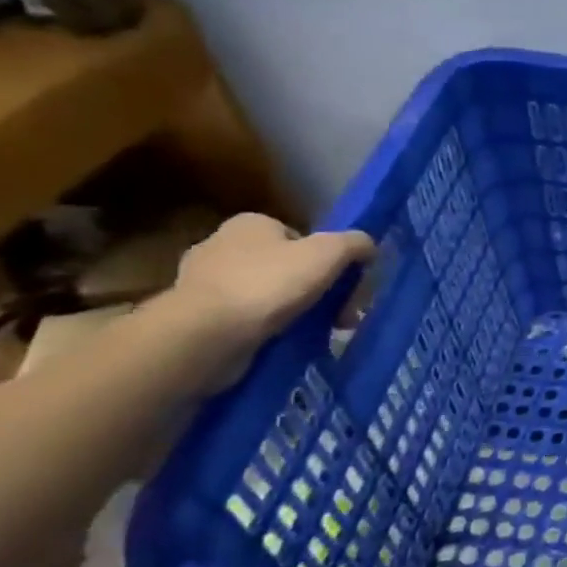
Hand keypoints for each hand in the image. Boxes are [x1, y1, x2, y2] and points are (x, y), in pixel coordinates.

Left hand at [157, 214, 374, 389]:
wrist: (207, 334)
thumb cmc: (269, 284)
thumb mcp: (328, 253)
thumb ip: (355, 243)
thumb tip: (369, 246)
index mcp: (250, 224)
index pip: (301, 238)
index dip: (328, 261)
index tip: (344, 287)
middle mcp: (221, 245)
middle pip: (287, 266)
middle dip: (315, 290)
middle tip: (340, 316)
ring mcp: (204, 282)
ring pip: (267, 294)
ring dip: (293, 312)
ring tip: (316, 333)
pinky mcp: (197, 316)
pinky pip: (246, 319)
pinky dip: (267, 329)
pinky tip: (283, 342)